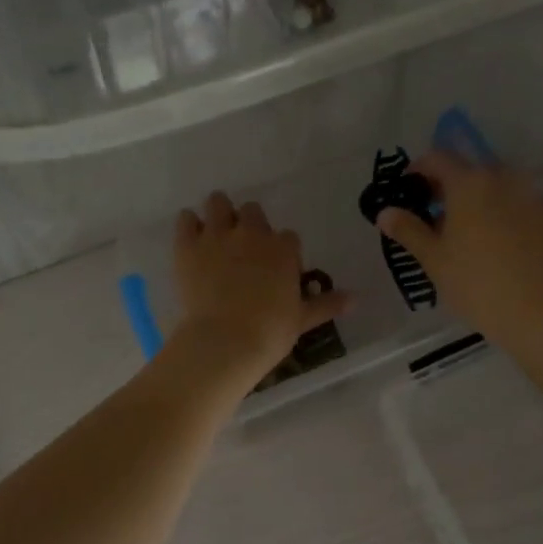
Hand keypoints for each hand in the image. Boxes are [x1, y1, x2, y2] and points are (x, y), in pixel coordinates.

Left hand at [172, 192, 349, 382]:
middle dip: (250, 225)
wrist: (225, 340)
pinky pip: (186, 219)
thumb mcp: (302, 319)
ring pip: (218, 203)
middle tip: (245, 250)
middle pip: (252, 211)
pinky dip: (190, 225)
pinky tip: (192, 239)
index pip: (288, 237)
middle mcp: (252, 233)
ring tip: (217, 234)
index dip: (282, 251)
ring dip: (219, 214)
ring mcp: (217, 236)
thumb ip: (327, 304)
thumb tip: (356, 298)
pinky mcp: (187, 245)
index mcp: (283, 249)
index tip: (277, 269)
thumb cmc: (270, 331)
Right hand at [375, 152, 542, 353]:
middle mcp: (502, 178)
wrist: (537, 312)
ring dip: (477, 196)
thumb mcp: (434, 259)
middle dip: (449, 185)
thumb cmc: (475, 284)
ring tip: (467, 229)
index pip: (438, 158)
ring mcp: (530, 194)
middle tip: (435, 214)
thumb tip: (385, 212)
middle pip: (469, 168)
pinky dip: (502, 209)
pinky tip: (496, 239)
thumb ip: (408, 230)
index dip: (418, 169)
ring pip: (495, 184)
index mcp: (469, 183)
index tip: (409, 190)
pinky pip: (517, 200)